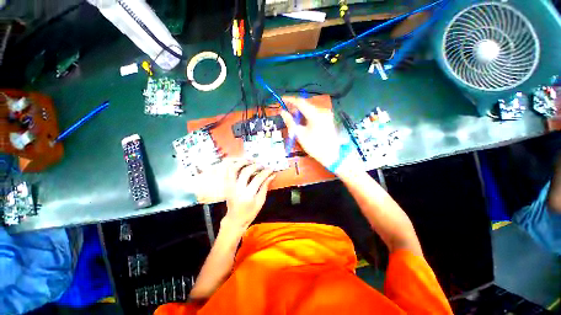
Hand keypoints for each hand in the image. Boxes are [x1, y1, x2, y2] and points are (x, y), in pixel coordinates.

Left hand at [222, 160, 275, 230]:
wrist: (235, 219)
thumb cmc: (250, 212)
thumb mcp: (260, 201)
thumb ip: (265, 187)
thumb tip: (271, 176)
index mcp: (247, 195)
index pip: (258, 179)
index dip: (265, 172)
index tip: (271, 168)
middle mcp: (237, 189)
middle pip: (246, 172)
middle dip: (255, 166)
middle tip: (262, 165)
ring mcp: (230, 187)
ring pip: (234, 169)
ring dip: (242, 162)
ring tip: (250, 160)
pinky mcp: (227, 186)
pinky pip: (229, 172)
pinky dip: (235, 166)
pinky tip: (241, 163)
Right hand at [280, 96, 341, 168]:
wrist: (331, 155)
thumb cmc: (314, 146)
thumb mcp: (300, 135)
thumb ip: (290, 122)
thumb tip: (282, 112)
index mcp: (315, 115)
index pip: (300, 102)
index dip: (290, 99)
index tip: (281, 99)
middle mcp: (322, 111)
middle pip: (306, 104)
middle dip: (295, 106)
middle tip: (286, 112)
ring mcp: (326, 114)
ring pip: (310, 108)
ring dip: (300, 111)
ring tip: (293, 118)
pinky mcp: (327, 118)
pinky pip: (314, 112)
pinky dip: (306, 114)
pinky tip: (302, 120)